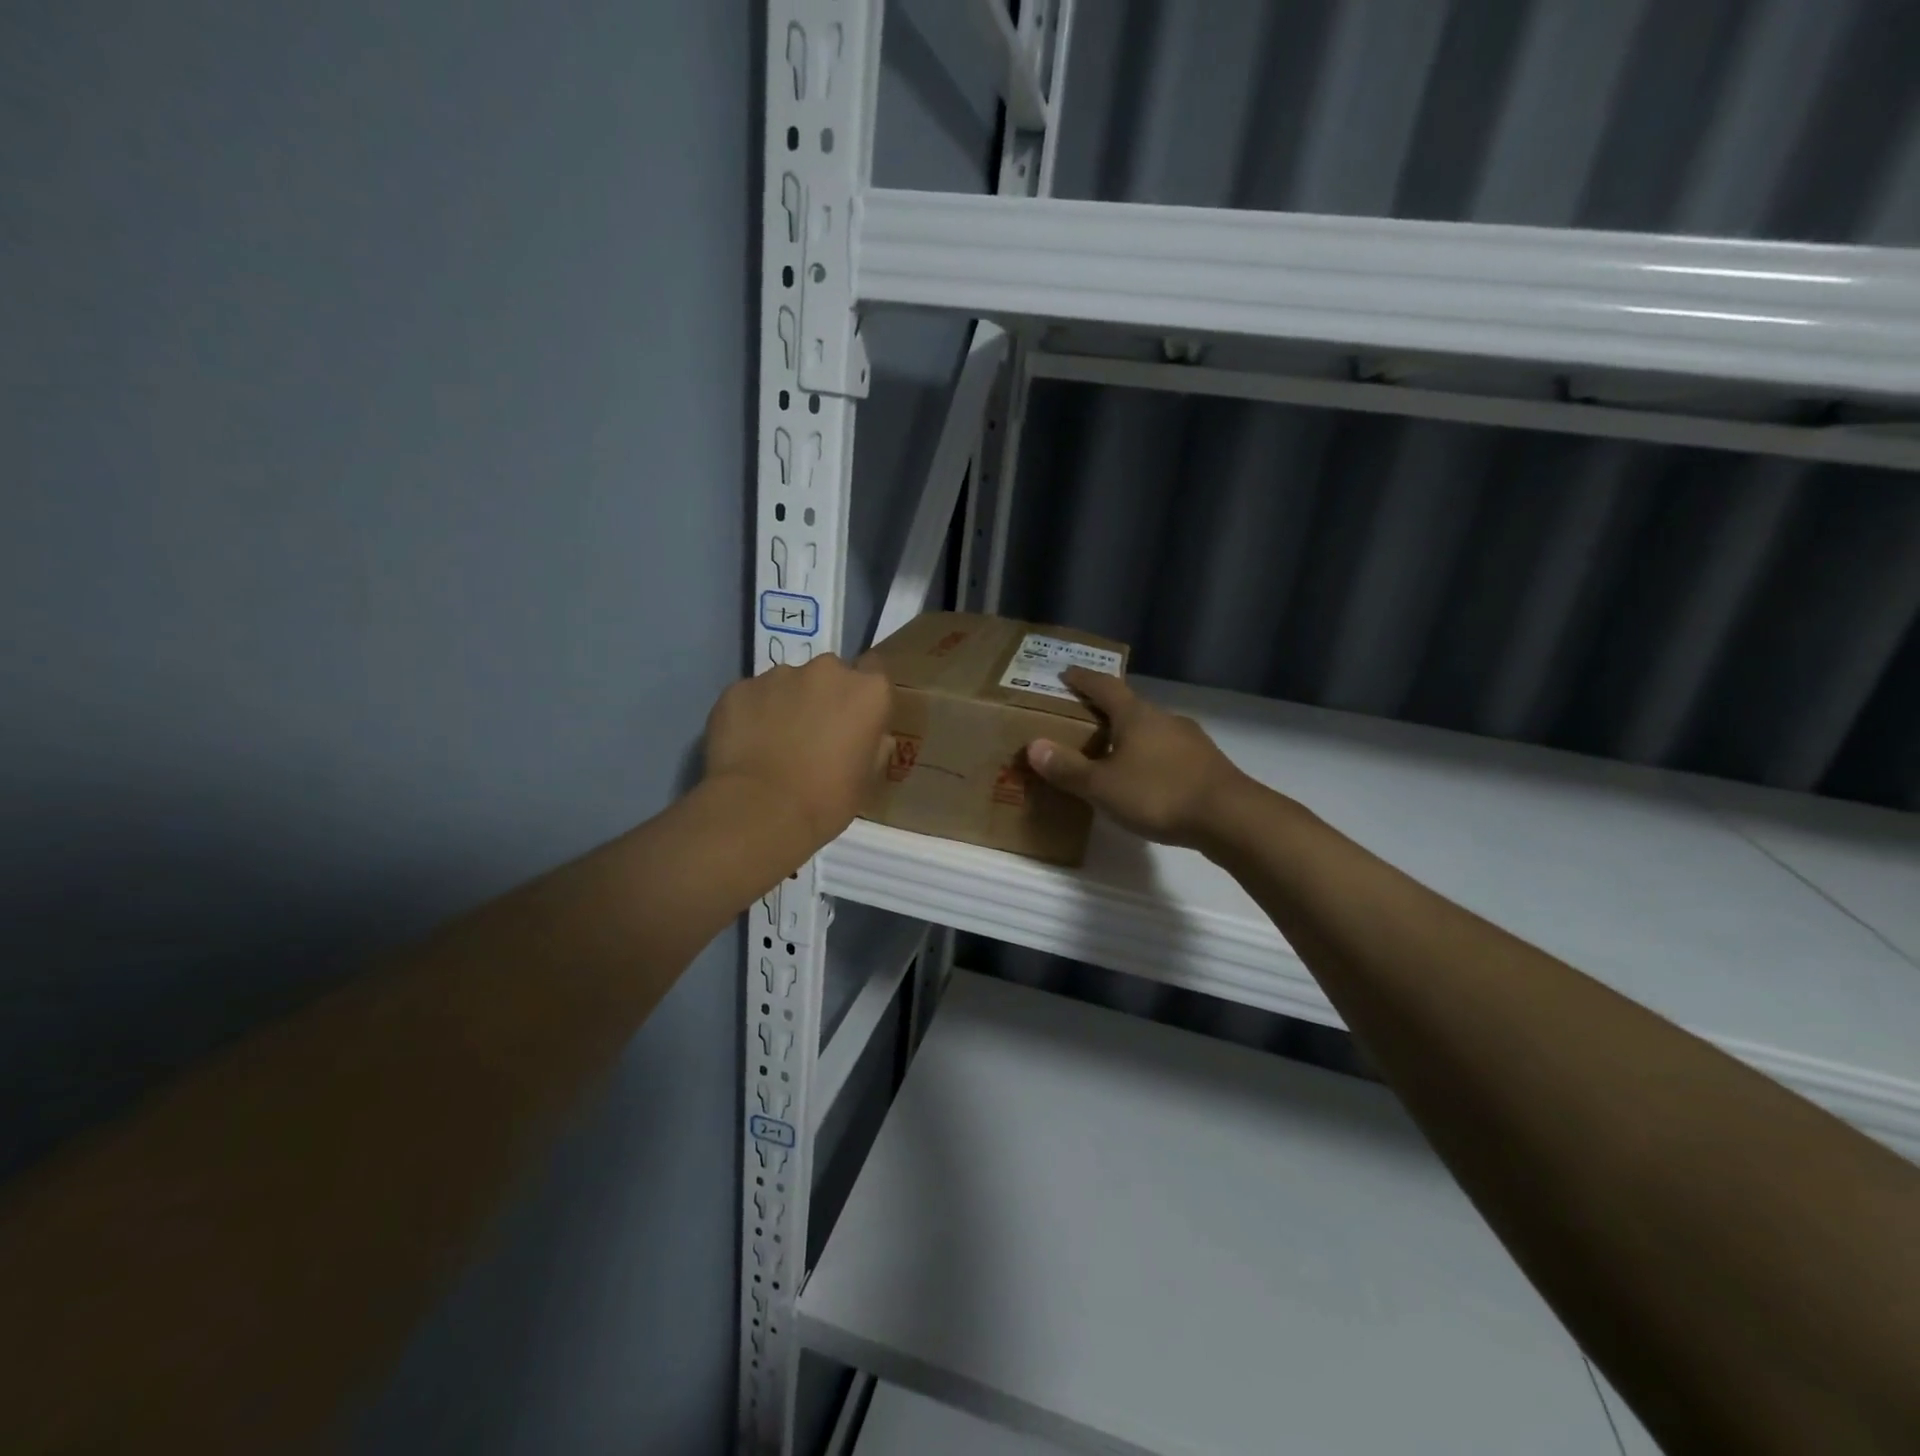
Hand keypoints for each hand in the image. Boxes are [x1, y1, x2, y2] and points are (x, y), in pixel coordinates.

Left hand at [703, 654, 892, 848]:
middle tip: (813, 736)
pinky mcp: (739, 688)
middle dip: (824, 698)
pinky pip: (753, 697)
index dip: (863, 700)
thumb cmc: (826, 800)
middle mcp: (826, 671)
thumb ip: (874, 746)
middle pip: (830, 676)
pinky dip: (752, 714)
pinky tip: (747, 746)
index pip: (875, 676)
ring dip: (786, 705)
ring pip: (788, 683)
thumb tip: (872, 736)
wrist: (759, 811)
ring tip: (774, 744)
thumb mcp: (867, 779)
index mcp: (868, 691)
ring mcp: (779, 675)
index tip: (854, 724)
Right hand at [1026, 668, 1247, 847]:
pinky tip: (1145, 780)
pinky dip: (1150, 758)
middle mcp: (1164, 719)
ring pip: (1151, 731)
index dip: (1083, 679)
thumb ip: (1068, 768)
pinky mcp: (1206, 764)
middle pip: (1129, 708)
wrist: (1231, 818)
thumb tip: (1034, 746)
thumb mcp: (1103, 786)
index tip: (1066, 673)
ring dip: (1129, 738)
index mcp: (1136, 716)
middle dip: (1105, 712)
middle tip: (1082, 722)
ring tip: (1111, 755)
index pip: (1104, 687)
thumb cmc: (1159, 794)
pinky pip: (1168, 753)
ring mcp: (1190, 740)